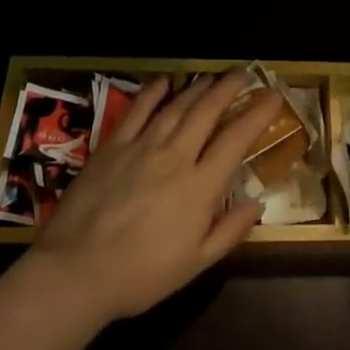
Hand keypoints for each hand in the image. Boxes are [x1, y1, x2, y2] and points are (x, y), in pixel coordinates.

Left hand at [24, 74, 282, 322]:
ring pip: (176, 107)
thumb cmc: (141, 275)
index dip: (258, 113)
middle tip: (245, 75)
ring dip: (198, 88)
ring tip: (212, 78)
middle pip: (207, 111)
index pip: (237, 138)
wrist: (76, 272)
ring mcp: (142, 147)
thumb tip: (256, 203)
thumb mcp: (195, 263)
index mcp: (200, 186)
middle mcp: (175, 156)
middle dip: (229, 88)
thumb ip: (229, 231)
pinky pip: (137, 111)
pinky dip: (153, 93)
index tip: (274, 95)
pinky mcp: (112, 147)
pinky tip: (164, 82)